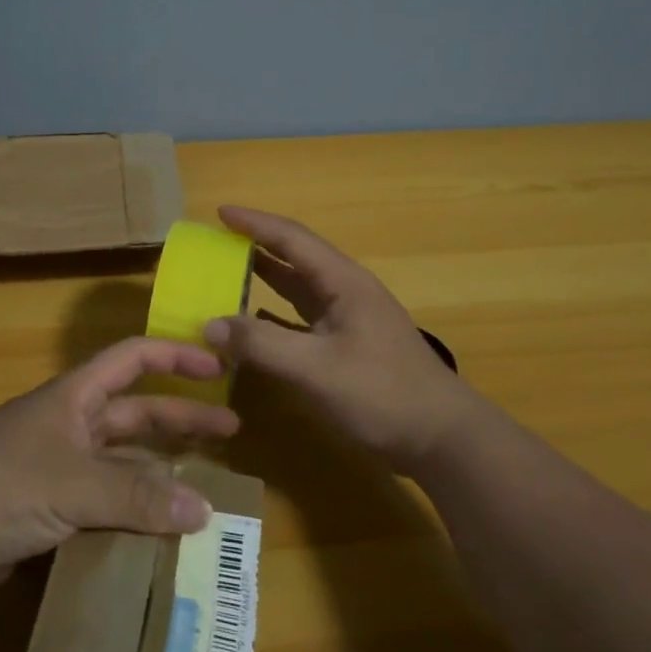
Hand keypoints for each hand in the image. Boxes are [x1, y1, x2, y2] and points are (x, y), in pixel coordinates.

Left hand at [0, 337, 240, 603]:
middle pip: (136, 414)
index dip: (176, 358)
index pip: (133, 359)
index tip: (219, 367)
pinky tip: (161, 536)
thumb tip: (204, 509)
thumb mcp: (72, 482)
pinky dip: (134, 516)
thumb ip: (137, 494)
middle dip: (182, 420)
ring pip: (123, 465)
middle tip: (231, 435)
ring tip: (206, 492)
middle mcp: (70, 426)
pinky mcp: (48, 512)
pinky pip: (105, 506)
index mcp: (75, 398)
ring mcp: (58, 470)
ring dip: (161, 475)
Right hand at [204, 205, 472, 473]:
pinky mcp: (346, 349)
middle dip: (255, 246)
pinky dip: (272, 317)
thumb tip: (209, 326)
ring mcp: (347, 321)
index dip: (254, 223)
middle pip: (294, 258)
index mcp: (343, 283)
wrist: (442, 440)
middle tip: (215, 243)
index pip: (292, 239)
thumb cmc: (382, 394)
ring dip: (263, 280)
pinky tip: (252, 324)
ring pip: (297, 290)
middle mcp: (345, 293)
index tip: (220, 211)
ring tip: (225, 275)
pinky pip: (300, 321)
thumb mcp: (317, 368)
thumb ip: (261, 344)